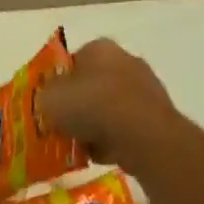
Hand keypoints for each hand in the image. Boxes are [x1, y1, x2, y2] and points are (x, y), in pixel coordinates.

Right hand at [38, 38, 191, 176]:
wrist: (142, 135)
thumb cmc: (91, 105)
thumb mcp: (49, 98)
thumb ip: (44, 96)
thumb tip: (49, 101)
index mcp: (99, 48)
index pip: (71, 61)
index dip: (57, 83)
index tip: (49, 105)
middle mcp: (126, 60)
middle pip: (92, 85)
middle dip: (79, 106)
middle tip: (63, 126)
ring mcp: (147, 89)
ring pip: (111, 108)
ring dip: (97, 125)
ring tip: (81, 146)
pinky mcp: (159, 117)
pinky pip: (128, 128)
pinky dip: (116, 140)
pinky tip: (103, 155)